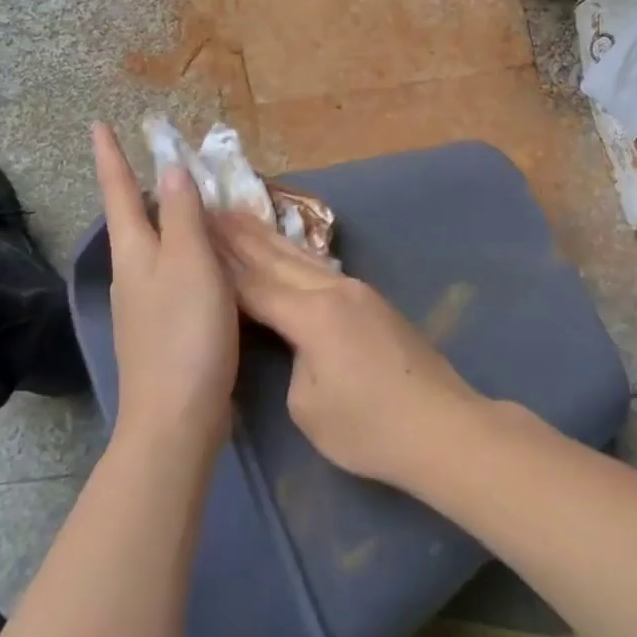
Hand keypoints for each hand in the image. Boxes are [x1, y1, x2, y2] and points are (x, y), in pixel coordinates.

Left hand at [92, 123, 238, 460]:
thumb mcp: (192, 264)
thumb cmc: (186, 332)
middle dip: (139, 187)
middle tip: (158, 160)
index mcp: (135, 252)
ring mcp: (143, 304)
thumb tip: (170, 167)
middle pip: (132, 219)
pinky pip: (170, 273)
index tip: (98, 124)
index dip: (110, 156)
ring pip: (152, 246)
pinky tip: (204, 260)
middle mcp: (131, 273)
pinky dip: (183, 252)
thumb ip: (184, 215)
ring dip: (165, 219)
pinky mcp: (160, 329)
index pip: (119, 191)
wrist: (176, 416)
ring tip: (188, 201)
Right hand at [212, 213, 484, 489]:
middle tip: (208, 209)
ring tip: (239, 216)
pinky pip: (321, 269)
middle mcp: (334, 290)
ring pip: (302, 258)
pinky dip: (293, 256)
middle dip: (239, 236)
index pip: (254, 284)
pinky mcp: (373, 302)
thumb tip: (293, 343)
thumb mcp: (307, 407)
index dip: (220, 264)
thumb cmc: (370, 427)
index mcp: (313, 314)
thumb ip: (289, 362)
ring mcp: (357, 291)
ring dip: (267, 238)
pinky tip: (285, 250)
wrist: (444, 427)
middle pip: (277, 258)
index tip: (193, 235)